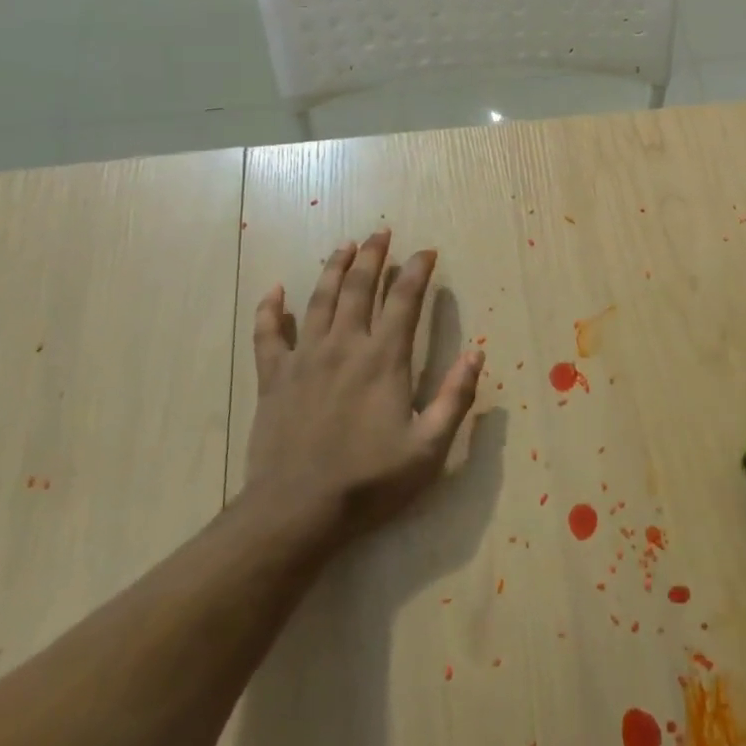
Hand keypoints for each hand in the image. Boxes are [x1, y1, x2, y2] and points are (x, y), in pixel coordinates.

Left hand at [239, 229, 484, 548]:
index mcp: (383, 360)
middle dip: (374, 256)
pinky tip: (275, 290)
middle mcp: (344, 347)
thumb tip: (477, 353)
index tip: (427, 252)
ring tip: (345, 246)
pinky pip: (268, 334)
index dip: (418, 272)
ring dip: (334, 269)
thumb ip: (455, 398)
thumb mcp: (429, 448)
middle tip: (381, 233)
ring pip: (319, 300)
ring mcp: (304, 359)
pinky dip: (270, 309)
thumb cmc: (369, 482)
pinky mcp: (273, 379)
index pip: (405, 301)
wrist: (295, 512)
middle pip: (360, 288)